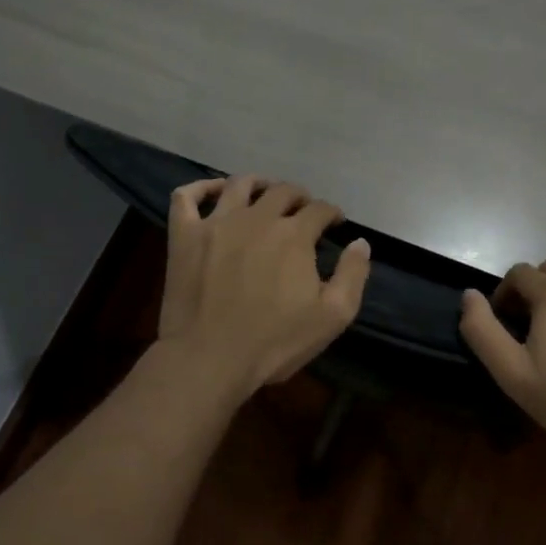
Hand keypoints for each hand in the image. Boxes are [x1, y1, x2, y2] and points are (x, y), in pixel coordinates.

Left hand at [158, 176, 370, 399]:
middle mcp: (257, 218)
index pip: (320, 209)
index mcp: (294, 235)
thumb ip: (353, 275)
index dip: (331, 213)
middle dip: (299, 197)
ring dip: (258, 184)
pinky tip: (213, 192)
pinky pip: (187, 197)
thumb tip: (361, 243)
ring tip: (264, 193)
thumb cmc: (274, 342)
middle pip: (283, 191)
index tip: (335, 224)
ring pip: (239, 184)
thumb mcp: (332, 317)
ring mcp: (216, 223)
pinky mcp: (184, 236)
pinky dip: (201, 187)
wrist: (208, 360)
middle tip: (303, 211)